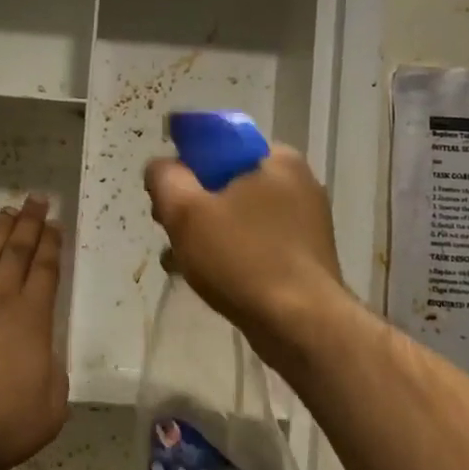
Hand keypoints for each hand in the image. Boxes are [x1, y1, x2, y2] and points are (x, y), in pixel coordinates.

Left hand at [0, 197, 69, 469]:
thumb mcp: (49, 410)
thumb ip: (54, 374)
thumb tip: (47, 355)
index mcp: (32, 319)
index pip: (45, 271)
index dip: (51, 245)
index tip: (55, 224)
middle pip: (17, 252)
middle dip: (29, 224)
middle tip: (36, 200)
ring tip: (9, 211)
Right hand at [144, 148, 346, 368]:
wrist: (301, 325)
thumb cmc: (242, 258)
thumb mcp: (185, 211)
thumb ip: (164, 178)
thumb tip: (162, 168)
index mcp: (276, 158)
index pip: (218, 144)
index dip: (185, 166)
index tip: (168, 197)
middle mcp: (298, 181)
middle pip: (227, 181)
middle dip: (194, 205)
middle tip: (172, 232)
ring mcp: (307, 220)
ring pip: (240, 215)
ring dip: (208, 233)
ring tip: (183, 262)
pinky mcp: (307, 255)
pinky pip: (257, 241)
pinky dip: (232, 253)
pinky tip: (209, 278)